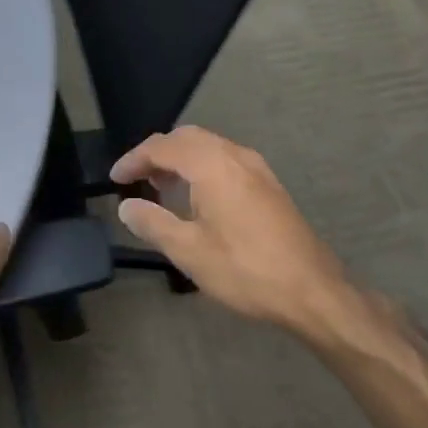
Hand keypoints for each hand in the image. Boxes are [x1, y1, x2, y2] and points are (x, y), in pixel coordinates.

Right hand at [112, 126, 363, 346]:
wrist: (312, 289)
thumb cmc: (245, 270)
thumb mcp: (189, 252)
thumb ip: (152, 223)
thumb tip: (126, 207)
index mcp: (212, 165)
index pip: (163, 147)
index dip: (134, 159)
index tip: (115, 178)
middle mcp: (235, 156)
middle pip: (187, 138)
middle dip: (158, 153)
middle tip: (137, 179)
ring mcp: (257, 168)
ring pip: (209, 146)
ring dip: (181, 159)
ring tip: (162, 188)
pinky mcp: (269, 184)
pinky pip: (226, 159)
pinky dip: (202, 167)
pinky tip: (198, 198)